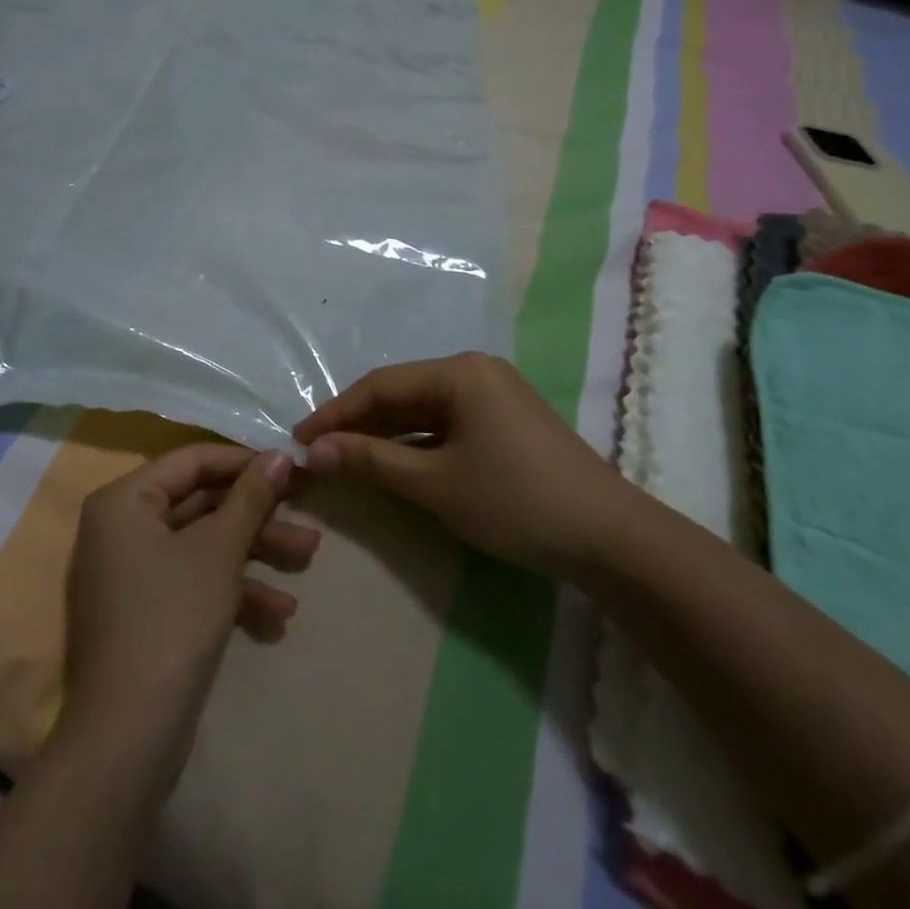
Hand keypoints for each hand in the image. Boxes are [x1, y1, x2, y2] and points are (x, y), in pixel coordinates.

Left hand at [63, 445, 317, 750]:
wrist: (129, 736)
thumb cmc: (173, 618)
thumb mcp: (219, 550)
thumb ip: (251, 496)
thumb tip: (281, 454)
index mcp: (125, 500)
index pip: (192, 460)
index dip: (244, 461)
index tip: (290, 465)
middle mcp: (121, 526)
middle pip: (200, 503)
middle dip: (256, 514)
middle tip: (305, 509)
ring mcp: (132, 571)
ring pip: (202, 544)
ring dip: (254, 552)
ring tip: (308, 557)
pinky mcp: (146, 611)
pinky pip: (192, 581)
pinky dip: (231, 590)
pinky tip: (278, 615)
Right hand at [296, 352, 625, 576]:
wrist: (611, 539)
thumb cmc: (515, 501)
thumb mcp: (435, 483)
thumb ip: (371, 460)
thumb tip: (313, 451)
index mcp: (458, 371)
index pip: (380, 385)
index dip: (335, 413)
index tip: (299, 439)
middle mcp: (475, 371)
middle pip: (401, 393)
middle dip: (358, 423)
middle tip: (318, 452)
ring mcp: (494, 395)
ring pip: (423, 409)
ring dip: (385, 434)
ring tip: (346, 459)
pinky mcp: (506, 421)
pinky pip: (447, 423)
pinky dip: (417, 442)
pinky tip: (395, 463)